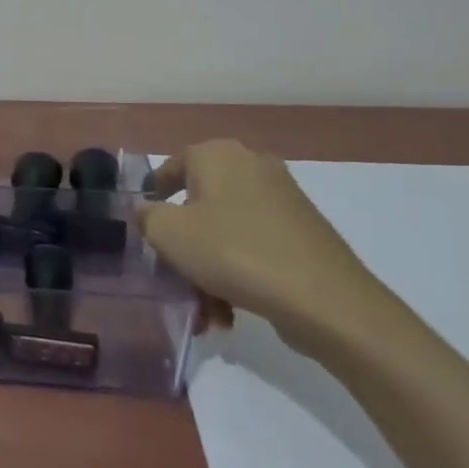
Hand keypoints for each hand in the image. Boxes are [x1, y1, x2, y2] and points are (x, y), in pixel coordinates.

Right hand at [140, 139, 396, 346]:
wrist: (325, 299)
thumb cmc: (232, 252)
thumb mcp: (167, 233)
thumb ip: (146, 215)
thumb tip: (149, 211)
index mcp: (218, 155)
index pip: (171, 166)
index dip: (153, 194)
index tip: (144, 224)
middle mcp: (252, 166)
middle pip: (199, 204)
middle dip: (183, 245)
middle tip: (173, 274)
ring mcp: (283, 199)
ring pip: (225, 231)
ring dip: (208, 269)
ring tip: (205, 311)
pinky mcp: (303, 232)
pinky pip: (253, 246)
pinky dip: (237, 274)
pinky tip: (230, 312)